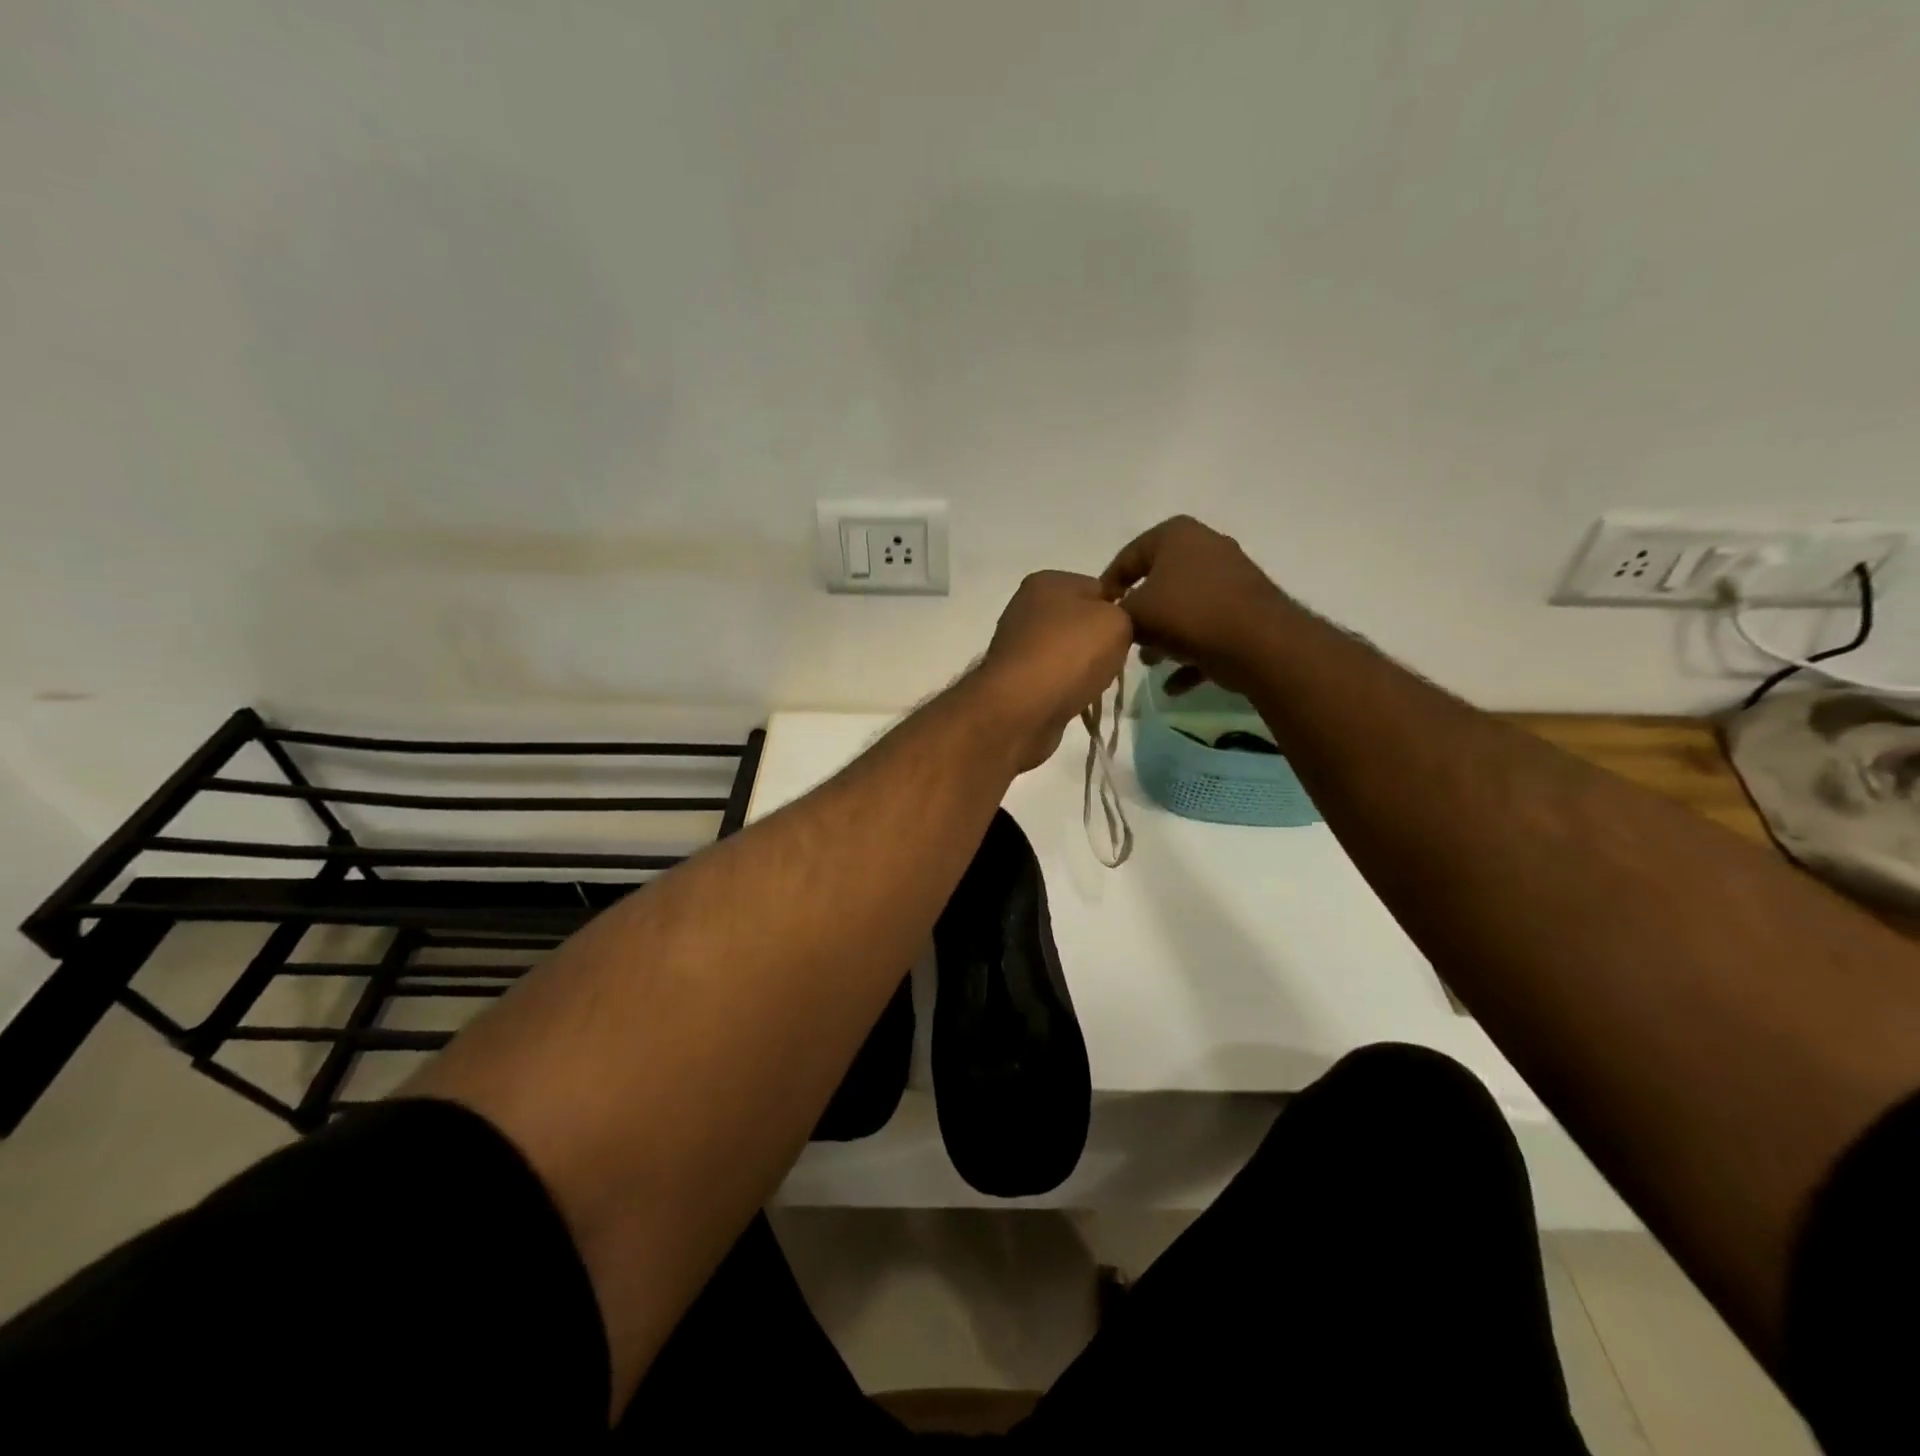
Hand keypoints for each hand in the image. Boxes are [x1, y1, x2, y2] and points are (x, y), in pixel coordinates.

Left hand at [977, 571, 1132, 771]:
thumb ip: (1125, 614)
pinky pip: (1054, 677)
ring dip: (1083, 667)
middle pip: (1080, 621)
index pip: (1098, 587)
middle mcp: (1026, 607)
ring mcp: (1017, 644)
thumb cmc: (1070, 654)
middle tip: (1114, 661)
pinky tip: (1073, 698)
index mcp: (1047, 581)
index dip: (1118, 610)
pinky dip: (1066, 687)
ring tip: (1093, 683)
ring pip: (1067, 651)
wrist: (1020, 709)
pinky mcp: (1014, 678)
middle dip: (1099, 641)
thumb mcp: (1117, 622)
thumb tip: (1111, 625)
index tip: (1128, 633)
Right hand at [1100, 516, 1286, 694]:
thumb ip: (1116, 614)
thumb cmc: (1188, 615)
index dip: (1108, 586)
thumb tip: (1114, 620)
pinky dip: (1192, 654)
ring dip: (1165, 636)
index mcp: (1177, 535)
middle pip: (1159, 582)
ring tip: (1150, 662)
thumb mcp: (1136, 614)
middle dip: (1140, 613)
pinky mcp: (1248, 610)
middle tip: (1124, 636)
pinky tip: (1174, 686)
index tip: (1099, 613)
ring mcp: (1232, 578)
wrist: (1258, 643)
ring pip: (1186, 608)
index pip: (1128, 556)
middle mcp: (1207, 547)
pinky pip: (1210, 630)